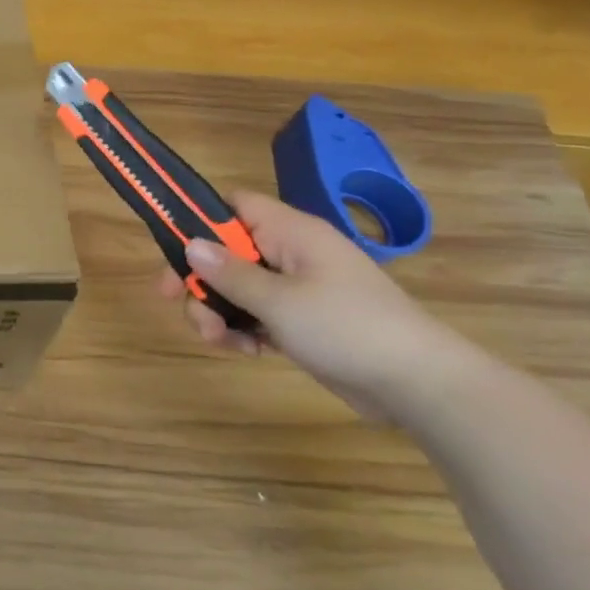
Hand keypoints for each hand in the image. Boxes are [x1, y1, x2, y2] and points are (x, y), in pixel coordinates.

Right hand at [161, 191, 468, 421]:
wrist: (417, 383)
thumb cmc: (346, 328)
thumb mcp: (278, 301)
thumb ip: (230, 273)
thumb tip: (189, 244)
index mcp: (291, 233)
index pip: (234, 206)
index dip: (199, 220)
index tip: (172, 251)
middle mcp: (292, 253)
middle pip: (227, 251)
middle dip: (202, 280)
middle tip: (181, 305)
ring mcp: (298, 287)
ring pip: (238, 287)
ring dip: (218, 311)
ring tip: (220, 341)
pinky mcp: (302, 320)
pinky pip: (257, 314)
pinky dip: (243, 330)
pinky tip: (247, 352)